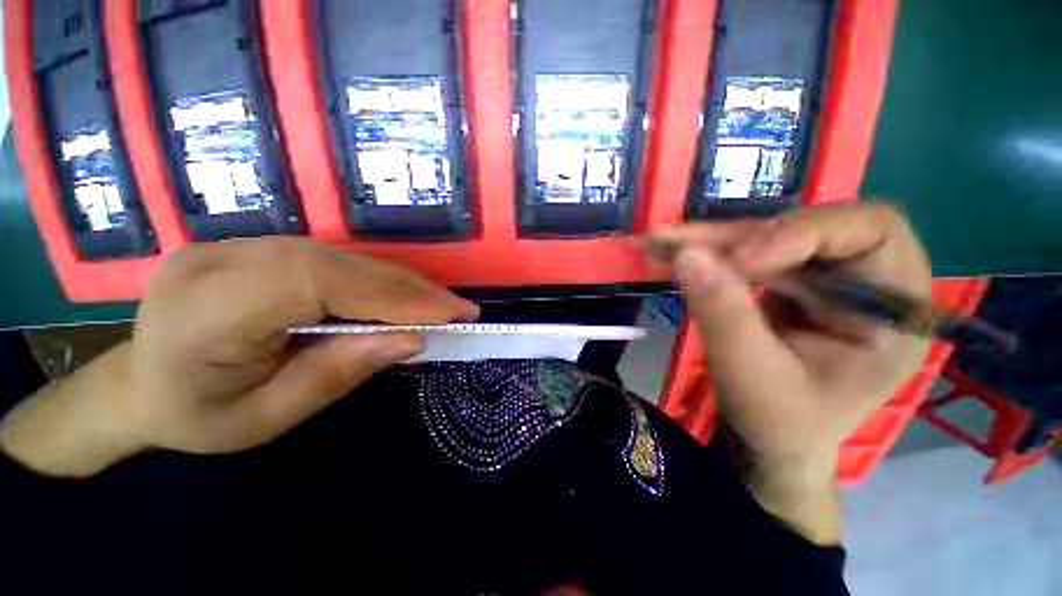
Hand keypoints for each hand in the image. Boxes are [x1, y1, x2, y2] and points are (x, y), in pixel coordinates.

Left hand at [1, 237, 477, 475]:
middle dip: (409, 288)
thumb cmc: (199, 417)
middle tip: (458, 308)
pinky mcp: (256, 246)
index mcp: (206, 310)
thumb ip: (340, 372)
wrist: (139, 387)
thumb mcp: (269, 417)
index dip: (393, 295)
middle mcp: (220, 261)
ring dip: (399, 282)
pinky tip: (400, 296)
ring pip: (341, 256)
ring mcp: (236, 245)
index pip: (319, 283)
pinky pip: (332, 258)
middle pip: (338, 263)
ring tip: (438, 305)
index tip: (449, 314)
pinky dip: (376, 278)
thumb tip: (412, 339)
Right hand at [649, 204, 931, 541]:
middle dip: (740, 236)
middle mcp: (867, 281)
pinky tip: (667, 250)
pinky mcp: (787, 280)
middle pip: (808, 226)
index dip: (803, 233)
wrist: (771, 440)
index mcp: (894, 311)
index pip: (873, 231)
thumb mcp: (754, 379)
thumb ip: (724, 316)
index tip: (738, 263)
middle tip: (680, 245)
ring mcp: (823, 277)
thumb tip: (686, 254)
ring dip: (710, 240)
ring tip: (660, 241)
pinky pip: (745, 252)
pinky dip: (704, 252)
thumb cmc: (780, 424)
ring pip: (768, 235)